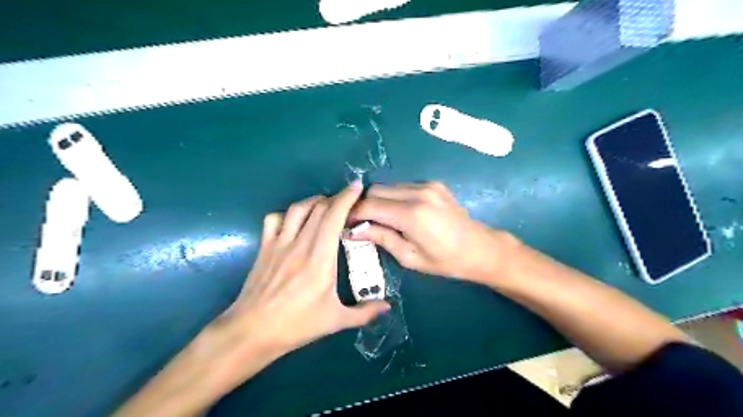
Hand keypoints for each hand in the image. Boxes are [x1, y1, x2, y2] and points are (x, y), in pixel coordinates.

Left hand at [218, 182, 389, 362]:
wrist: (252, 331)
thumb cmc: (297, 325)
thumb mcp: (335, 320)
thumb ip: (364, 312)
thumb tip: (387, 307)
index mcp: (320, 258)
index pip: (334, 217)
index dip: (346, 198)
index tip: (357, 187)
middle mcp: (300, 244)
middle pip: (318, 208)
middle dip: (336, 198)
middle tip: (348, 201)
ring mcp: (279, 243)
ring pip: (298, 209)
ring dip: (314, 201)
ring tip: (325, 205)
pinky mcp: (265, 248)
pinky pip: (275, 219)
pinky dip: (287, 214)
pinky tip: (295, 221)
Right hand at [350, 182, 517, 283]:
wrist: (480, 248)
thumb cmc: (445, 261)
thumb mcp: (409, 257)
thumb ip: (381, 238)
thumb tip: (353, 230)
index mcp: (412, 215)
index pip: (370, 206)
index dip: (353, 214)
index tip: (345, 224)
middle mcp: (418, 193)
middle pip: (376, 190)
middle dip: (364, 205)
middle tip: (361, 223)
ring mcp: (427, 185)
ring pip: (388, 186)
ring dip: (378, 200)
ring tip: (379, 219)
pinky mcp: (433, 183)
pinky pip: (403, 186)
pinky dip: (393, 197)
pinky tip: (398, 213)